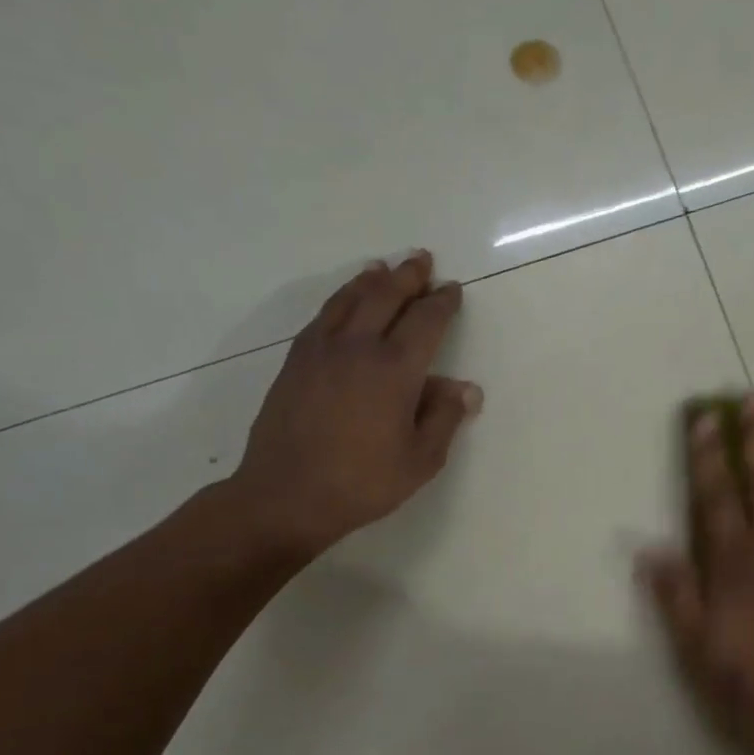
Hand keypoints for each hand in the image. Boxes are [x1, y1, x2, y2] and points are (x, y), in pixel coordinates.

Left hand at [226, 252, 481, 559]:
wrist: (287, 495)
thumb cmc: (364, 482)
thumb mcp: (421, 459)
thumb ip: (444, 418)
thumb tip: (466, 388)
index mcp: (395, 370)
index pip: (425, 322)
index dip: (441, 303)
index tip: (452, 289)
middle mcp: (357, 348)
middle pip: (385, 298)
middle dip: (408, 276)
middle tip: (422, 259)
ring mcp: (320, 351)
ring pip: (348, 300)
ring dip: (370, 281)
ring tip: (382, 268)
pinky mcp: (295, 363)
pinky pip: (322, 317)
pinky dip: (339, 300)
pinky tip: (343, 303)